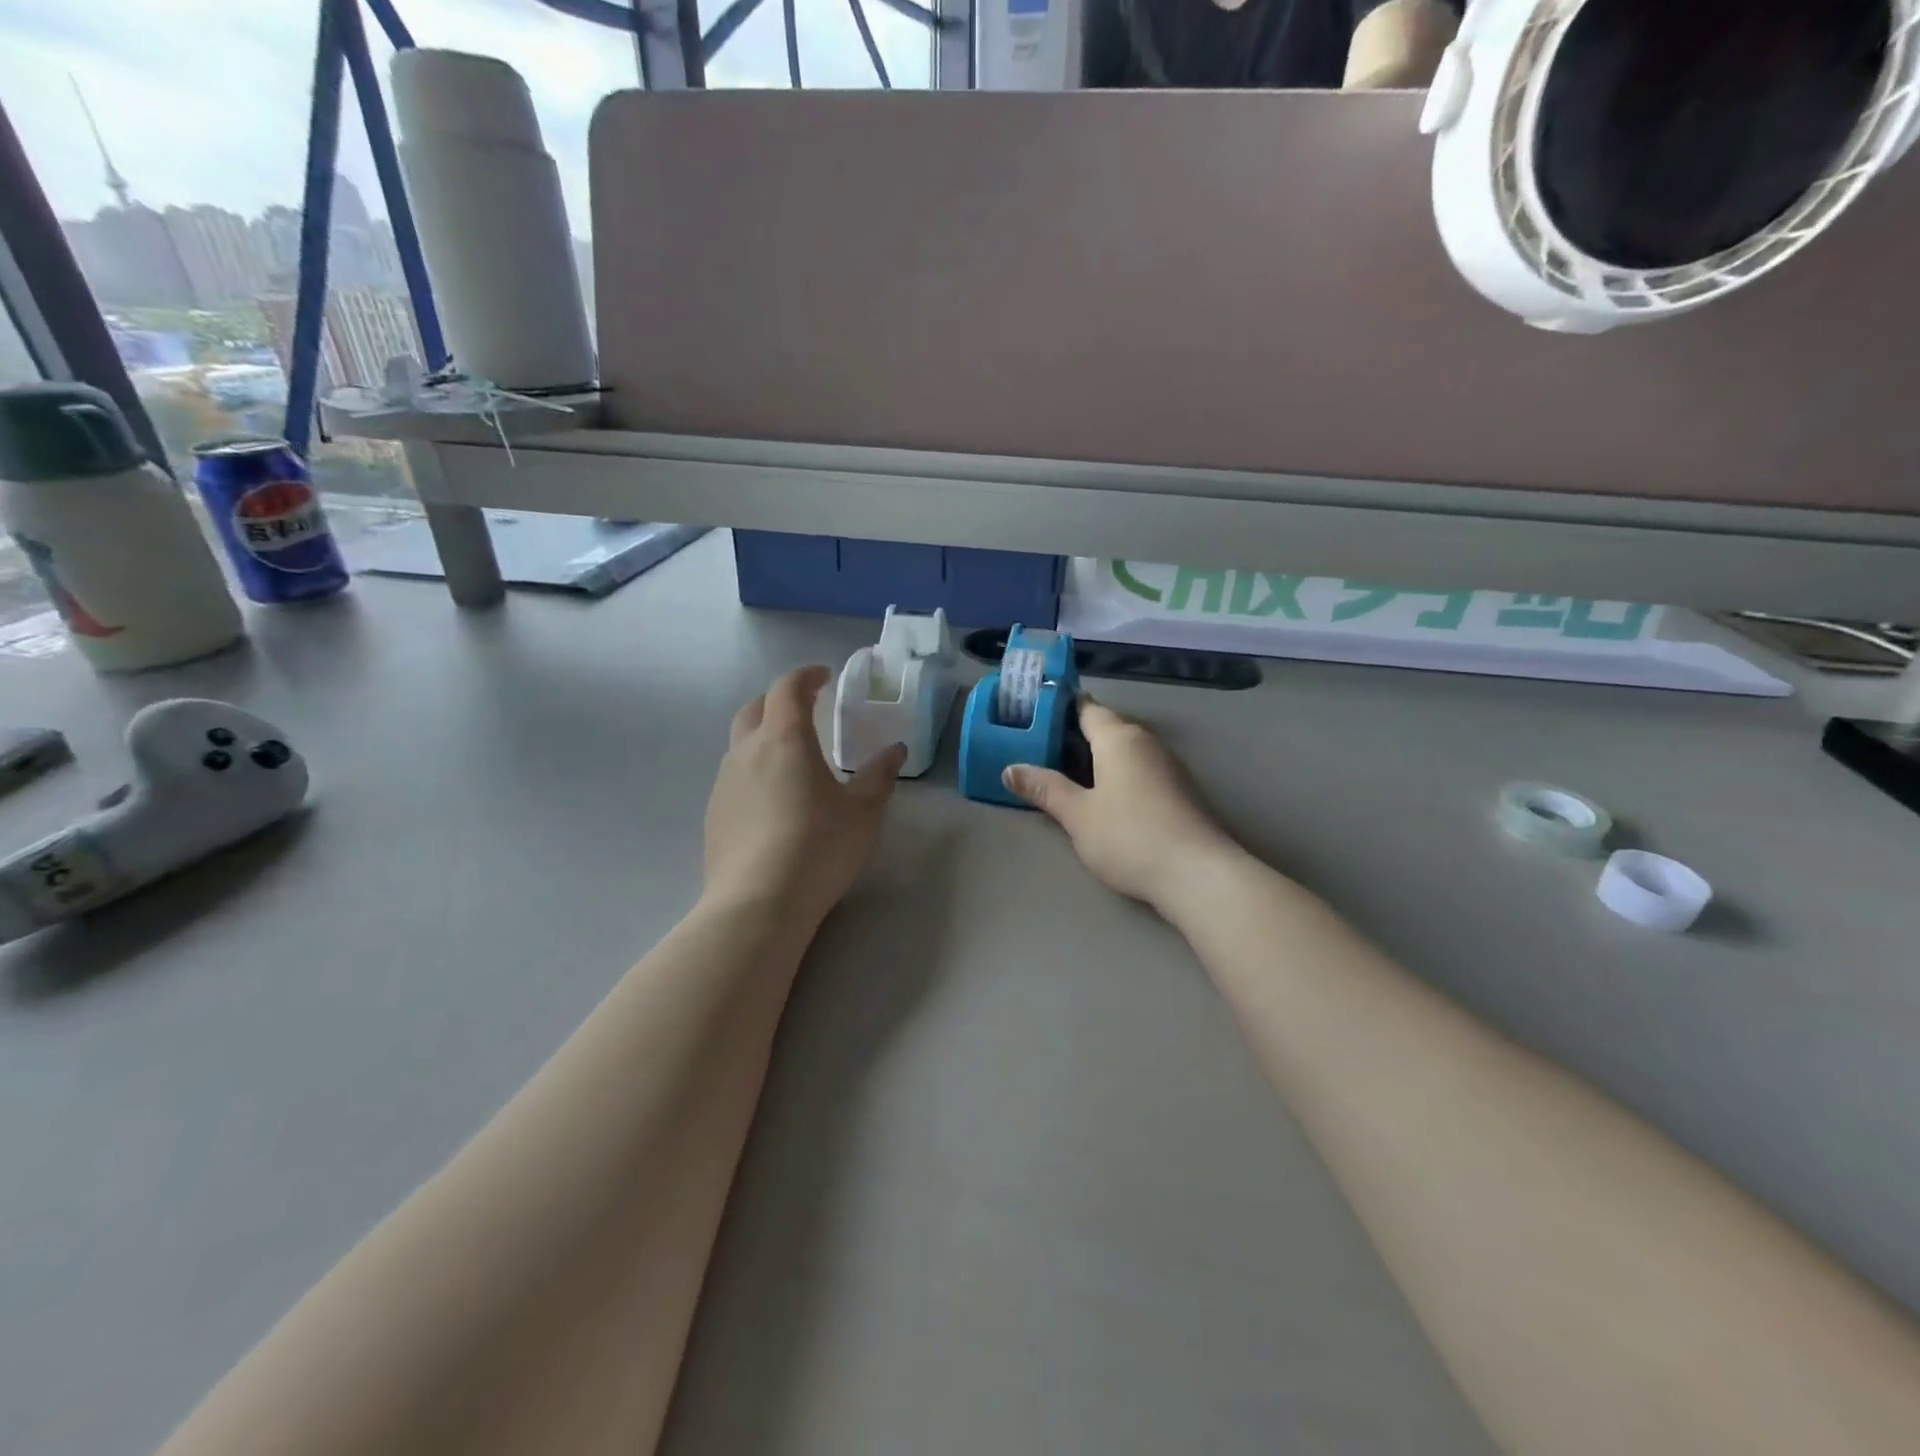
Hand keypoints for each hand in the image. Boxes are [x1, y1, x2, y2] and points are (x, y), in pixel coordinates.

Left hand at [704, 665, 906, 922]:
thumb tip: (895, 751)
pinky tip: (771, 803)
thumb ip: (879, 776)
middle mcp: (746, 752)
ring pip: (739, 745)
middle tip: (804, 712)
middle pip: (754, 709)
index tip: (824, 676)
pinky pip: (733, 780)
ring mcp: (723, 784)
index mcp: (784, 739)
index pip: (787, 689)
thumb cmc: (820, 846)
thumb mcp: (863, 812)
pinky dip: (752, 774)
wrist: (759, 902)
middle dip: (778, 702)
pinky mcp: (713, 816)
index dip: (806, 676)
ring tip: (790, 760)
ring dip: (763, 739)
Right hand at [1004, 699, 1240, 911]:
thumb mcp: (1078, 815)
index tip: (1031, 715)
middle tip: (1037, 749)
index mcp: (1118, 737)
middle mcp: (1145, 741)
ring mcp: (1167, 765)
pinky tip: (1102, 796)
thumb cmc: (1130, 837)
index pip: (1086, 708)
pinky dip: (1116, 773)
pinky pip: (1139, 768)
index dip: (1058, 708)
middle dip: (1073, 735)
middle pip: (1105, 727)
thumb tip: (1010, 769)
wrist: (1198, 874)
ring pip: (1123, 749)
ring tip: (1063, 774)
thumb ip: (1045, 789)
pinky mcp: (1179, 789)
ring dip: (1096, 757)